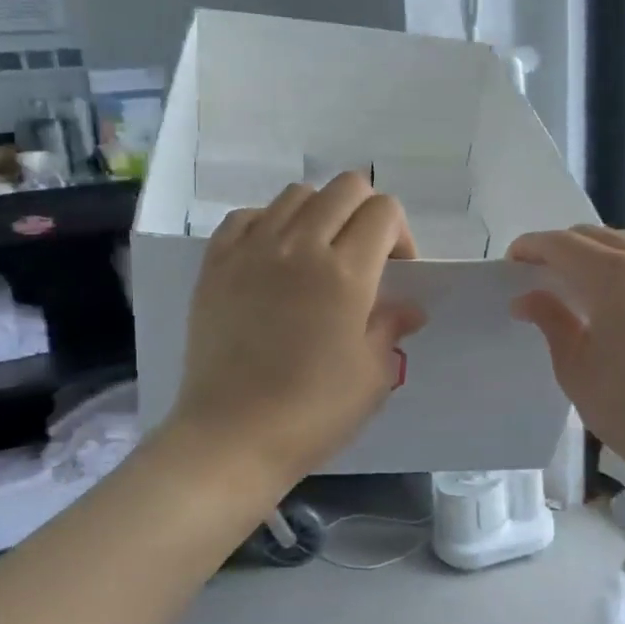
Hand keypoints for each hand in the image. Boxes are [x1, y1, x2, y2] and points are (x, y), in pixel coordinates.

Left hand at [169, 172, 426, 489]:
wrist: (231, 436)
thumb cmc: (313, 411)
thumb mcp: (373, 375)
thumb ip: (391, 327)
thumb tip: (408, 307)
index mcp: (346, 272)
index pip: (384, 211)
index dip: (400, 235)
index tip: (396, 271)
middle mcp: (300, 246)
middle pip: (345, 188)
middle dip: (367, 212)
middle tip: (364, 256)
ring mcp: (252, 250)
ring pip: (297, 194)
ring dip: (320, 214)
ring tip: (317, 255)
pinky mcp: (215, 263)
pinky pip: (248, 215)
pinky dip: (270, 223)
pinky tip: (274, 257)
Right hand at [508, 226, 624, 493]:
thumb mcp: (576, 368)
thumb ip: (550, 320)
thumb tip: (528, 297)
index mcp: (616, 275)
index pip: (563, 244)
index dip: (532, 247)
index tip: (512, 262)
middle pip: (596, 236)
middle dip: (562, 248)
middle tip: (539, 274)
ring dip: (595, 254)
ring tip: (575, 285)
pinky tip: (614, 298)